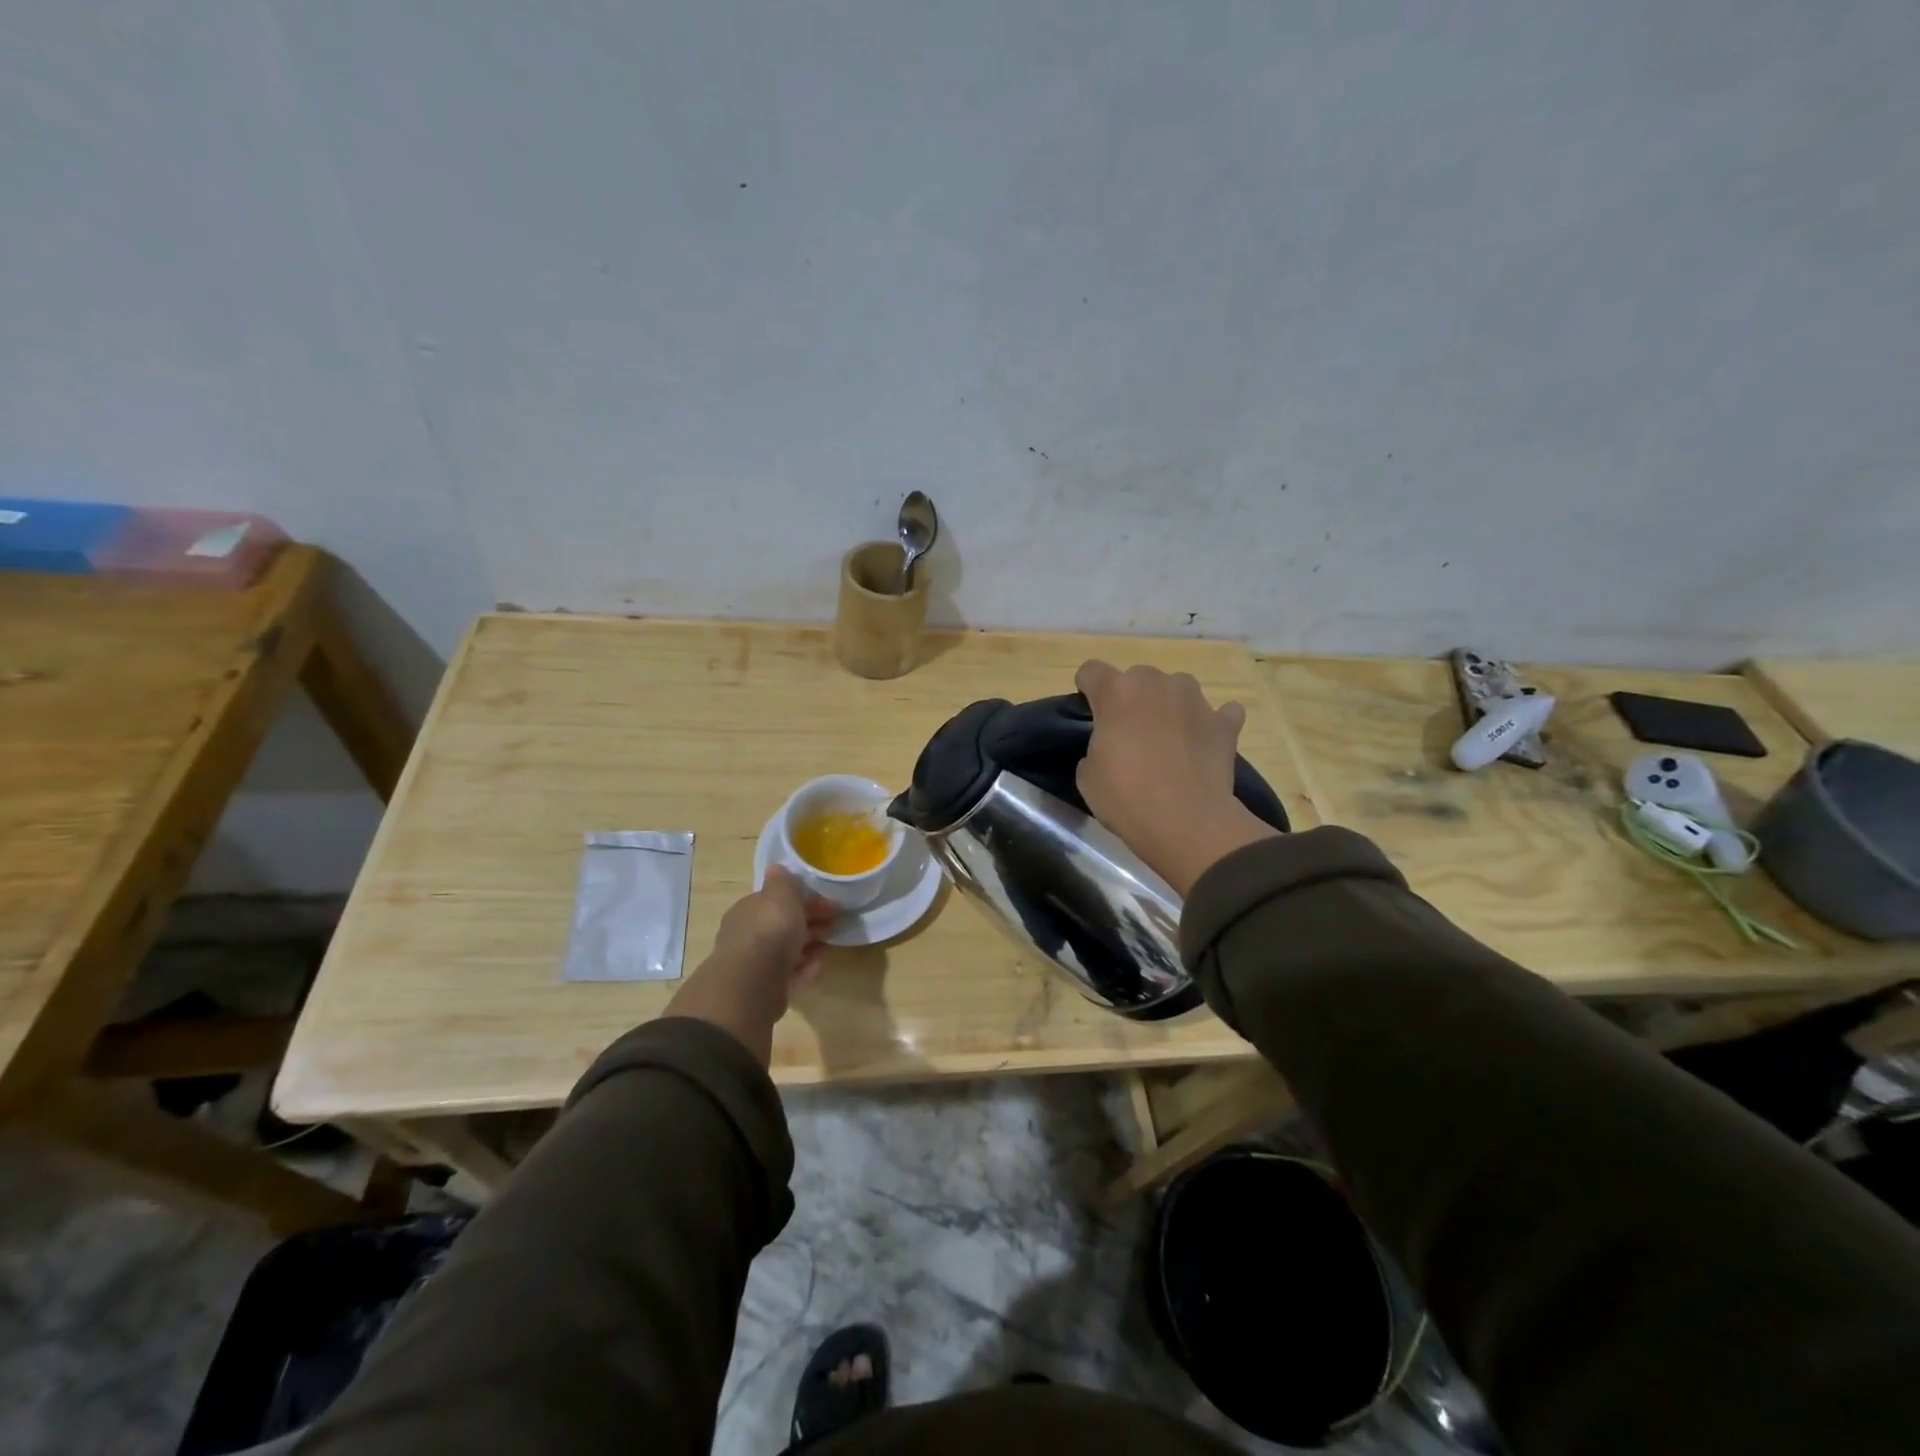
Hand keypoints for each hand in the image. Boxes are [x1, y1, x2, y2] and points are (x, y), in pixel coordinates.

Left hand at [665, 866, 837, 1063]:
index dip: (803, 897)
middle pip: (783, 924)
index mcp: (749, 909)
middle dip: (809, 920)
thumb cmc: (769, 928)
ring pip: (788, 948)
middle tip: (836, 920)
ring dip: (810, 943)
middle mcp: (749, 935)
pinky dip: (806, 966)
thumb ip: (783, 881)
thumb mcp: (780, 894)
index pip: (776, 899)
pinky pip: (791, 972)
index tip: (828, 900)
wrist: (754, 981)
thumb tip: (777, 868)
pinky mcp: (768, 988)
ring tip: (832, 941)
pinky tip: (821, 961)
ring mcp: (757, 963)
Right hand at [1075, 660, 1278, 895]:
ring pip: (1178, 689)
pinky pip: (1220, 712)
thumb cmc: (1126, 797)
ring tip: (1170, 740)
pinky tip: (1204, 744)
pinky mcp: (1225, 723)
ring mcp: (1196, 700)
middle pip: (1137, 677)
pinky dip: (1212, 723)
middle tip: (1131, 734)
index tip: (1091, 713)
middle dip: (1132, 699)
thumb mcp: (1088, 775)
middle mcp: (1156, 684)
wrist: (1186, 823)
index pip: (1091, 671)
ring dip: (1171, 706)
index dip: (1088, 691)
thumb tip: (1112, 746)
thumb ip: (1096, 746)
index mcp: (1116, 692)